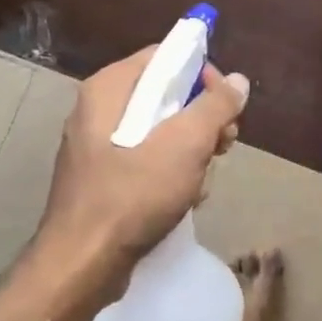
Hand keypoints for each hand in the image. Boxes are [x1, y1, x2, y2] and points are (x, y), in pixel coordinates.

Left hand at [32, 47, 248, 304]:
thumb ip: (215, 106)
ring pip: (160, 131)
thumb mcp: (185, 144)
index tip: (226, 103)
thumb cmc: (134, 194)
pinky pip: (147, 160)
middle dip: (202, 119)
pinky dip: (171, 173)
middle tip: (224, 144)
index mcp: (109, 88)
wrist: (83, 264)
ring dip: (192, 151)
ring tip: (203, 178)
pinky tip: (185, 198)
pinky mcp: (103, 179)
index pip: (164, 56)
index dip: (201, 73)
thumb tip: (238, 80)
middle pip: (165, 95)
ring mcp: (98, 146)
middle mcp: (99, 109)